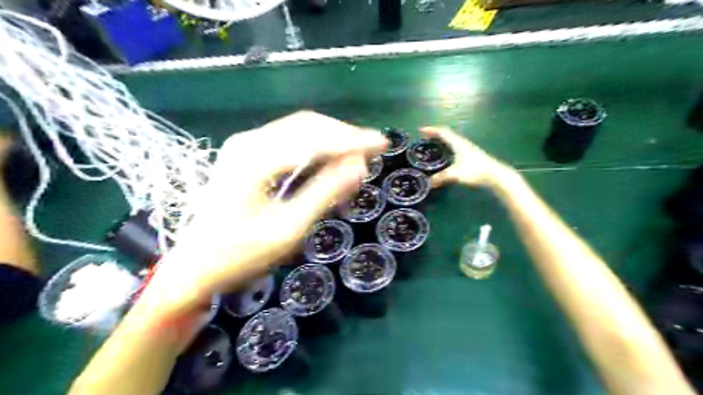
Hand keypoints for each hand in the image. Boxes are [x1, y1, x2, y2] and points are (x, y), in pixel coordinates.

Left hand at [138, 112, 389, 319]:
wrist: (194, 266)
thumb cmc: (240, 255)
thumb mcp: (289, 229)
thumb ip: (325, 193)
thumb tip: (359, 166)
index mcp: (255, 159)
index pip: (315, 139)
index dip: (352, 141)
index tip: (382, 144)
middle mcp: (248, 141)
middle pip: (308, 126)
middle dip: (344, 136)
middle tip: (373, 150)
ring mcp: (245, 144)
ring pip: (300, 129)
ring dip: (332, 139)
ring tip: (358, 155)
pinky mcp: (247, 152)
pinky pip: (289, 139)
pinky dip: (316, 147)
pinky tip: (331, 158)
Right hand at [420, 127, 514, 187]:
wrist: (495, 175)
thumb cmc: (475, 171)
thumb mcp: (455, 174)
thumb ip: (441, 177)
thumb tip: (429, 182)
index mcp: (457, 143)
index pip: (443, 132)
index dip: (431, 130)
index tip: (421, 130)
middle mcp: (462, 143)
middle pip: (447, 135)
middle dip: (435, 135)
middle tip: (425, 138)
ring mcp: (468, 149)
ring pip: (452, 141)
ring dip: (442, 141)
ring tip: (433, 145)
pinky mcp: (471, 155)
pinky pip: (455, 147)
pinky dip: (447, 148)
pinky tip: (446, 155)